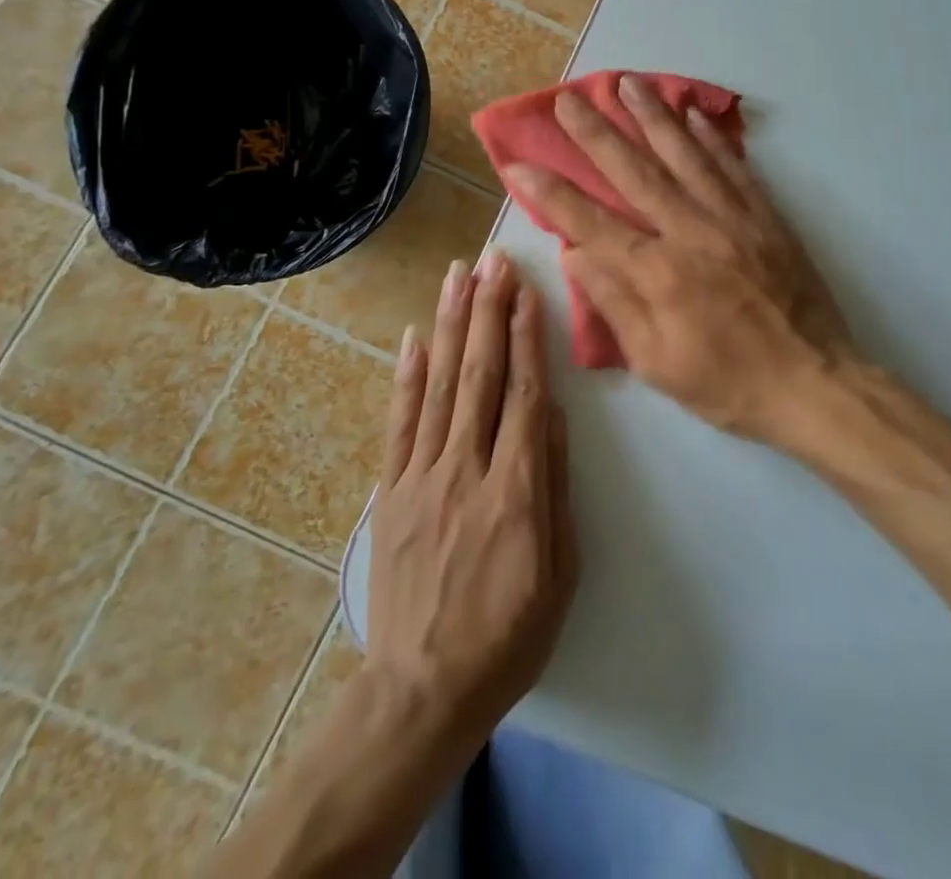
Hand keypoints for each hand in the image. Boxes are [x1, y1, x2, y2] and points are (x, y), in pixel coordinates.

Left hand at [366, 253, 577, 750]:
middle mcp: (466, 470)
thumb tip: (555, 415)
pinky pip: (400, 423)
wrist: (422, 689)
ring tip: (458, 276)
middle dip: (488, 311)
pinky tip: (414, 335)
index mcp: (516, 491)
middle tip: (493, 260)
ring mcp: (421, 477)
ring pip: (439, 385)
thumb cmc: (509, 635)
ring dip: (450, 325)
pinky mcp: (390, 491)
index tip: (526, 291)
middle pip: (480, 375)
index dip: (526, 337)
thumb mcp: (560, 571)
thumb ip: (555, 486)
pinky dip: (407, 376)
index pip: (525, 394)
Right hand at [503, 76, 853, 445]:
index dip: (551, 192)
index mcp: (658, 273)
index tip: (519, 162)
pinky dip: (711, 138)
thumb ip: (615, 303)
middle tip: (569, 98)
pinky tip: (693, 113)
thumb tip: (574, 253)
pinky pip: (734, 167)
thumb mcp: (656, 363)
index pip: (590, 222)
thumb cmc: (728, 384)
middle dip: (596, 133)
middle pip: (635, 172)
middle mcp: (692, 232)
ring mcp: (733, 218)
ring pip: (685, 155)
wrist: (814, 383)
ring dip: (652, 116)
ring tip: (627, 83)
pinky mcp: (766, 217)